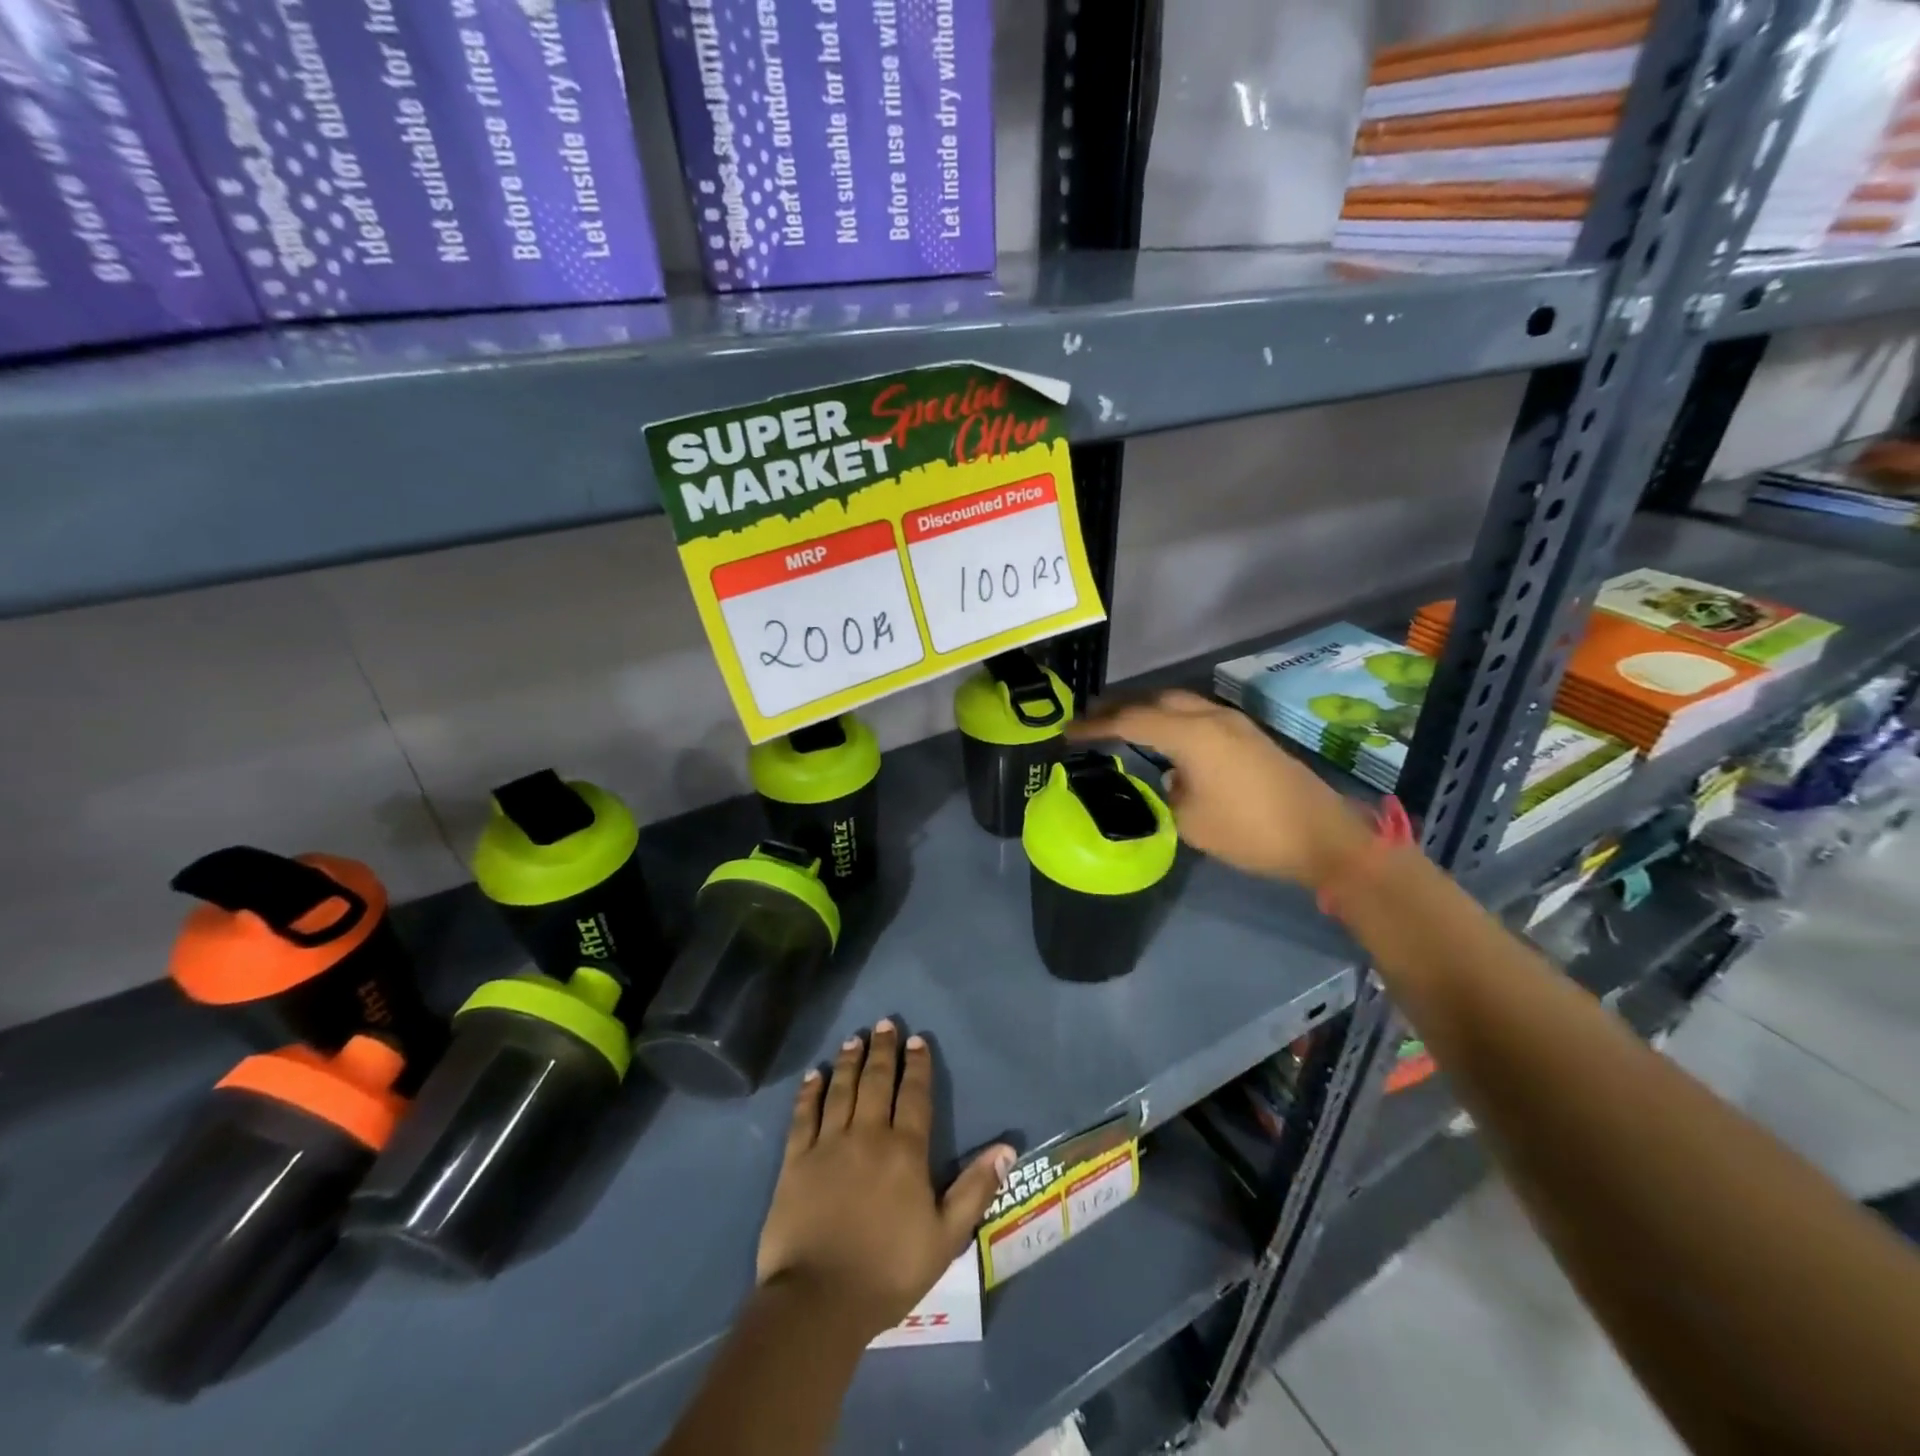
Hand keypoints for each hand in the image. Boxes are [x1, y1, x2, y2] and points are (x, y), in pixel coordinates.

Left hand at [757, 1020, 1014, 1341]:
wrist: (819, 1301)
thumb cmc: (889, 1271)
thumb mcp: (946, 1238)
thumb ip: (975, 1189)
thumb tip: (1007, 1148)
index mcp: (905, 1151)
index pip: (914, 1095)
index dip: (917, 1065)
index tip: (917, 1039)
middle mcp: (867, 1135)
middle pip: (876, 1081)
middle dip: (882, 1050)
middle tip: (884, 1023)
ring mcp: (828, 1145)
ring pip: (841, 1090)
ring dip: (849, 1061)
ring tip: (854, 1038)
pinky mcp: (796, 1161)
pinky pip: (804, 1115)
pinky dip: (809, 1092)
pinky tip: (814, 1075)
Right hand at [1070, 689, 1372, 888]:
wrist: (1323, 837)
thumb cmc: (1250, 832)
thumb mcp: (1191, 822)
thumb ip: (1169, 792)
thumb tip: (1172, 777)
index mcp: (1192, 735)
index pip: (1131, 721)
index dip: (1096, 726)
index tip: (1068, 733)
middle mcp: (1212, 717)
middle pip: (1155, 701)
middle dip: (1120, 708)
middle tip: (1091, 721)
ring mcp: (1234, 723)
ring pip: (1180, 704)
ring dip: (1149, 711)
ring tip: (1122, 725)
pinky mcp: (1249, 735)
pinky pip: (1199, 715)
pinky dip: (1173, 720)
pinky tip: (1166, 739)